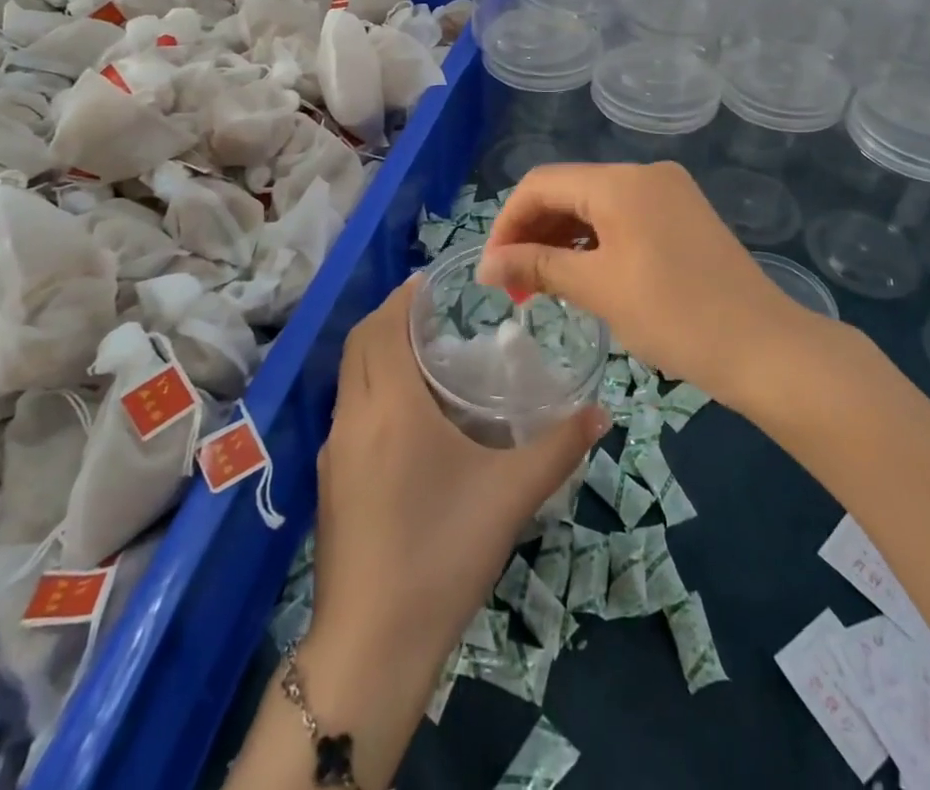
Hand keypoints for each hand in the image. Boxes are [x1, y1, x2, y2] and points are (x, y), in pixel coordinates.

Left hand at [309, 276, 606, 679]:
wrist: (371, 645)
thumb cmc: (441, 552)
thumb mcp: (510, 495)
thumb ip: (558, 448)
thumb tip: (599, 413)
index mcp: (390, 406)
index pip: (383, 327)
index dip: (403, 299)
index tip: (429, 283)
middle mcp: (354, 416)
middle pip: (359, 344)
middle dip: (388, 317)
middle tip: (430, 312)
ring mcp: (335, 451)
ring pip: (349, 377)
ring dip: (376, 352)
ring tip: (421, 355)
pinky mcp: (330, 482)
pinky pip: (348, 410)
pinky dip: (370, 387)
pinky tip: (405, 416)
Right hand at [476, 162, 806, 399]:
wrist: (763, 346)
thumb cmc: (674, 314)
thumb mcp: (598, 288)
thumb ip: (537, 266)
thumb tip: (485, 265)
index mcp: (621, 181)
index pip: (542, 184)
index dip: (508, 223)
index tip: (492, 270)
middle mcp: (644, 174)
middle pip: (569, 190)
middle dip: (533, 233)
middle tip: (514, 286)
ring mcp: (668, 193)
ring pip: (595, 205)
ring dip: (562, 240)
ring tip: (541, 287)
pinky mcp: (683, 216)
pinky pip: (623, 218)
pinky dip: (594, 243)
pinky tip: (582, 276)